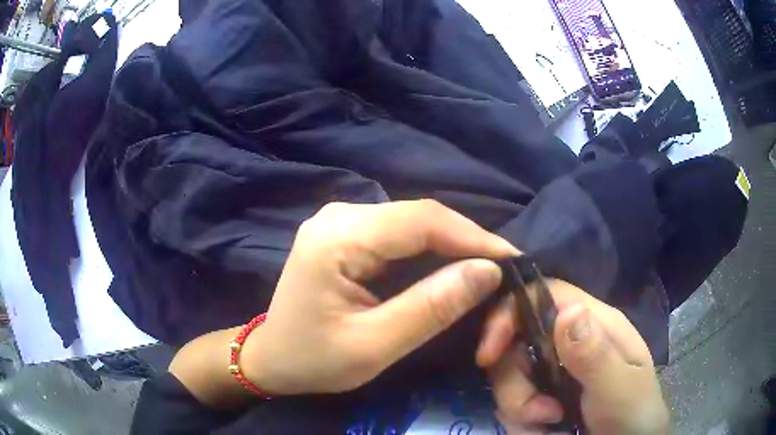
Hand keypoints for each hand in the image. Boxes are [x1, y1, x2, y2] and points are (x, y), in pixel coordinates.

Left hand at [241, 200, 517, 394]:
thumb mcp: (375, 345)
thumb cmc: (314, 359)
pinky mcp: (346, 232)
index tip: (513, 260)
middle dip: (467, 242)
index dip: (474, 237)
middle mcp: (340, 215)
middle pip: (420, 217)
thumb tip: (488, 272)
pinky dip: (431, 251)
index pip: (422, 221)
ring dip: (452, 246)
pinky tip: (450, 269)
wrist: (271, 357)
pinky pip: (400, 234)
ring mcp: (341, 219)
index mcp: (338, 237)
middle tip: (503, 271)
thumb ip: (432, 307)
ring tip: (486, 271)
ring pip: (414, 223)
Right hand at [479, 281, 670, 434]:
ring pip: (510, 377)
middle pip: (516, 343)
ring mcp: (554, 370)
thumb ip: (595, 354)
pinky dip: (521, 421)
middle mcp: (568, 342)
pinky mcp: (543, 395)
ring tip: (550, 425)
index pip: (543, 295)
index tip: (488, 354)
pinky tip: (545, 430)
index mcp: (593, 324)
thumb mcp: (619, 386)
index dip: (509, 313)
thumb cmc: (633, 412)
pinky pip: (513, 402)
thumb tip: (567, 310)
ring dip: (520, 407)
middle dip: (515, 383)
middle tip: (541, 413)